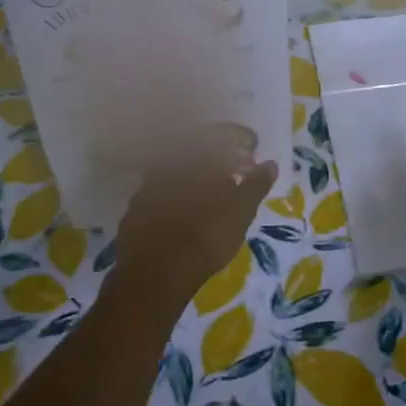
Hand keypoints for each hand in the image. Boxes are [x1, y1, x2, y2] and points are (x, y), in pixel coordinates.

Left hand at [112, 135, 277, 307]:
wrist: (156, 271)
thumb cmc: (207, 234)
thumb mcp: (242, 210)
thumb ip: (256, 184)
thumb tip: (269, 164)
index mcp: (195, 154)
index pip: (221, 133)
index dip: (241, 138)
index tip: (253, 148)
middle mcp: (168, 161)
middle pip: (197, 148)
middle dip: (219, 155)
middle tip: (237, 168)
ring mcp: (148, 183)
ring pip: (178, 169)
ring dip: (198, 174)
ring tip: (216, 190)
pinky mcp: (135, 206)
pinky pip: (163, 189)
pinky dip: (180, 192)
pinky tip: (189, 208)